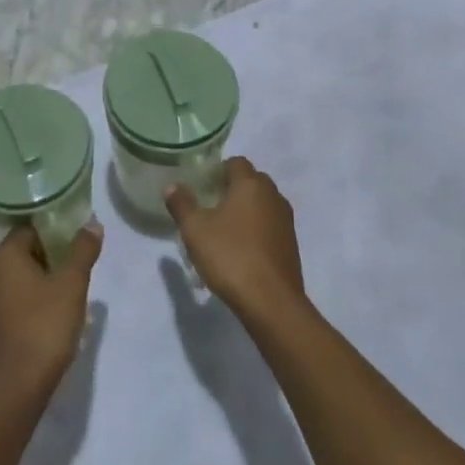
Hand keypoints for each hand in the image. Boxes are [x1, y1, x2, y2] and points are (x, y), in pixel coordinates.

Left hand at [0, 223, 103, 402]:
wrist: (14, 388)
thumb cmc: (43, 327)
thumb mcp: (71, 285)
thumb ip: (82, 250)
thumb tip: (92, 223)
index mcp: (3, 255)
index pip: (29, 229)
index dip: (55, 232)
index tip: (76, 242)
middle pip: (22, 252)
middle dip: (50, 257)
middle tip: (76, 268)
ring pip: (16, 278)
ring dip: (40, 280)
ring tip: (68, 292)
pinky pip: (11, 300)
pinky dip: (29, 301)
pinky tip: (50, 316)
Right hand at [166, 158, 305, 324]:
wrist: (271, 302)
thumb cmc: (230, 256)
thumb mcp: (195, 229)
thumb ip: (182, 204)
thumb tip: (173, 186)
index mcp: (251, 184)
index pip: (236, 162)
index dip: (218, 170)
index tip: (202, 186)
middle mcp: (273, 196)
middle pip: (251, 181)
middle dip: (232, 188)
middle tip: (209, 206)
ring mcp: (286, 221)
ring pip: (262, 204)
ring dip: (245, 210)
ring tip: (223, 229)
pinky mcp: (291, 244)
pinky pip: (270, 225)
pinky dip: (256, 229)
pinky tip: (240, 249)